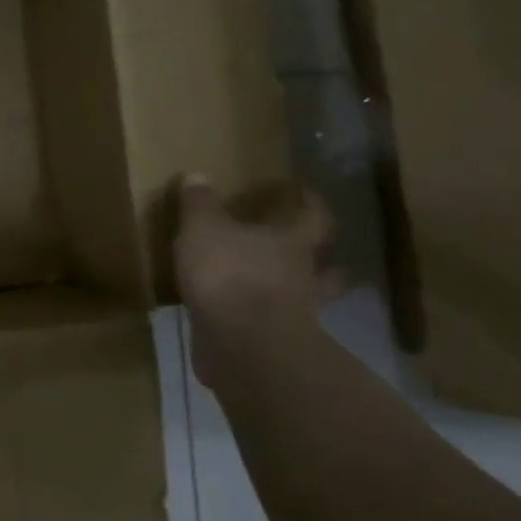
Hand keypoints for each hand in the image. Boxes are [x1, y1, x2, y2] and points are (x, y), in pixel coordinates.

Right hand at [170, 175, 338, 382]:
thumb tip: (197, 175)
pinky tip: (236, 317)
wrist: (243, 345)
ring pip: (303, 298)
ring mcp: (295, 315)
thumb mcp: (203, 228)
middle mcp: (303, 277)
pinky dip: (258, 320)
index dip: (311, 204)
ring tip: (269, 285)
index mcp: (292, 243)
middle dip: (316, 257)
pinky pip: (271, 326)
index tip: (305, 193)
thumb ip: (200, 204)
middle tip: (301, 247)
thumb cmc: (229, 274)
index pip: (313, 218)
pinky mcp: (274, 344)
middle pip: (323, 265)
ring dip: (292, 292)